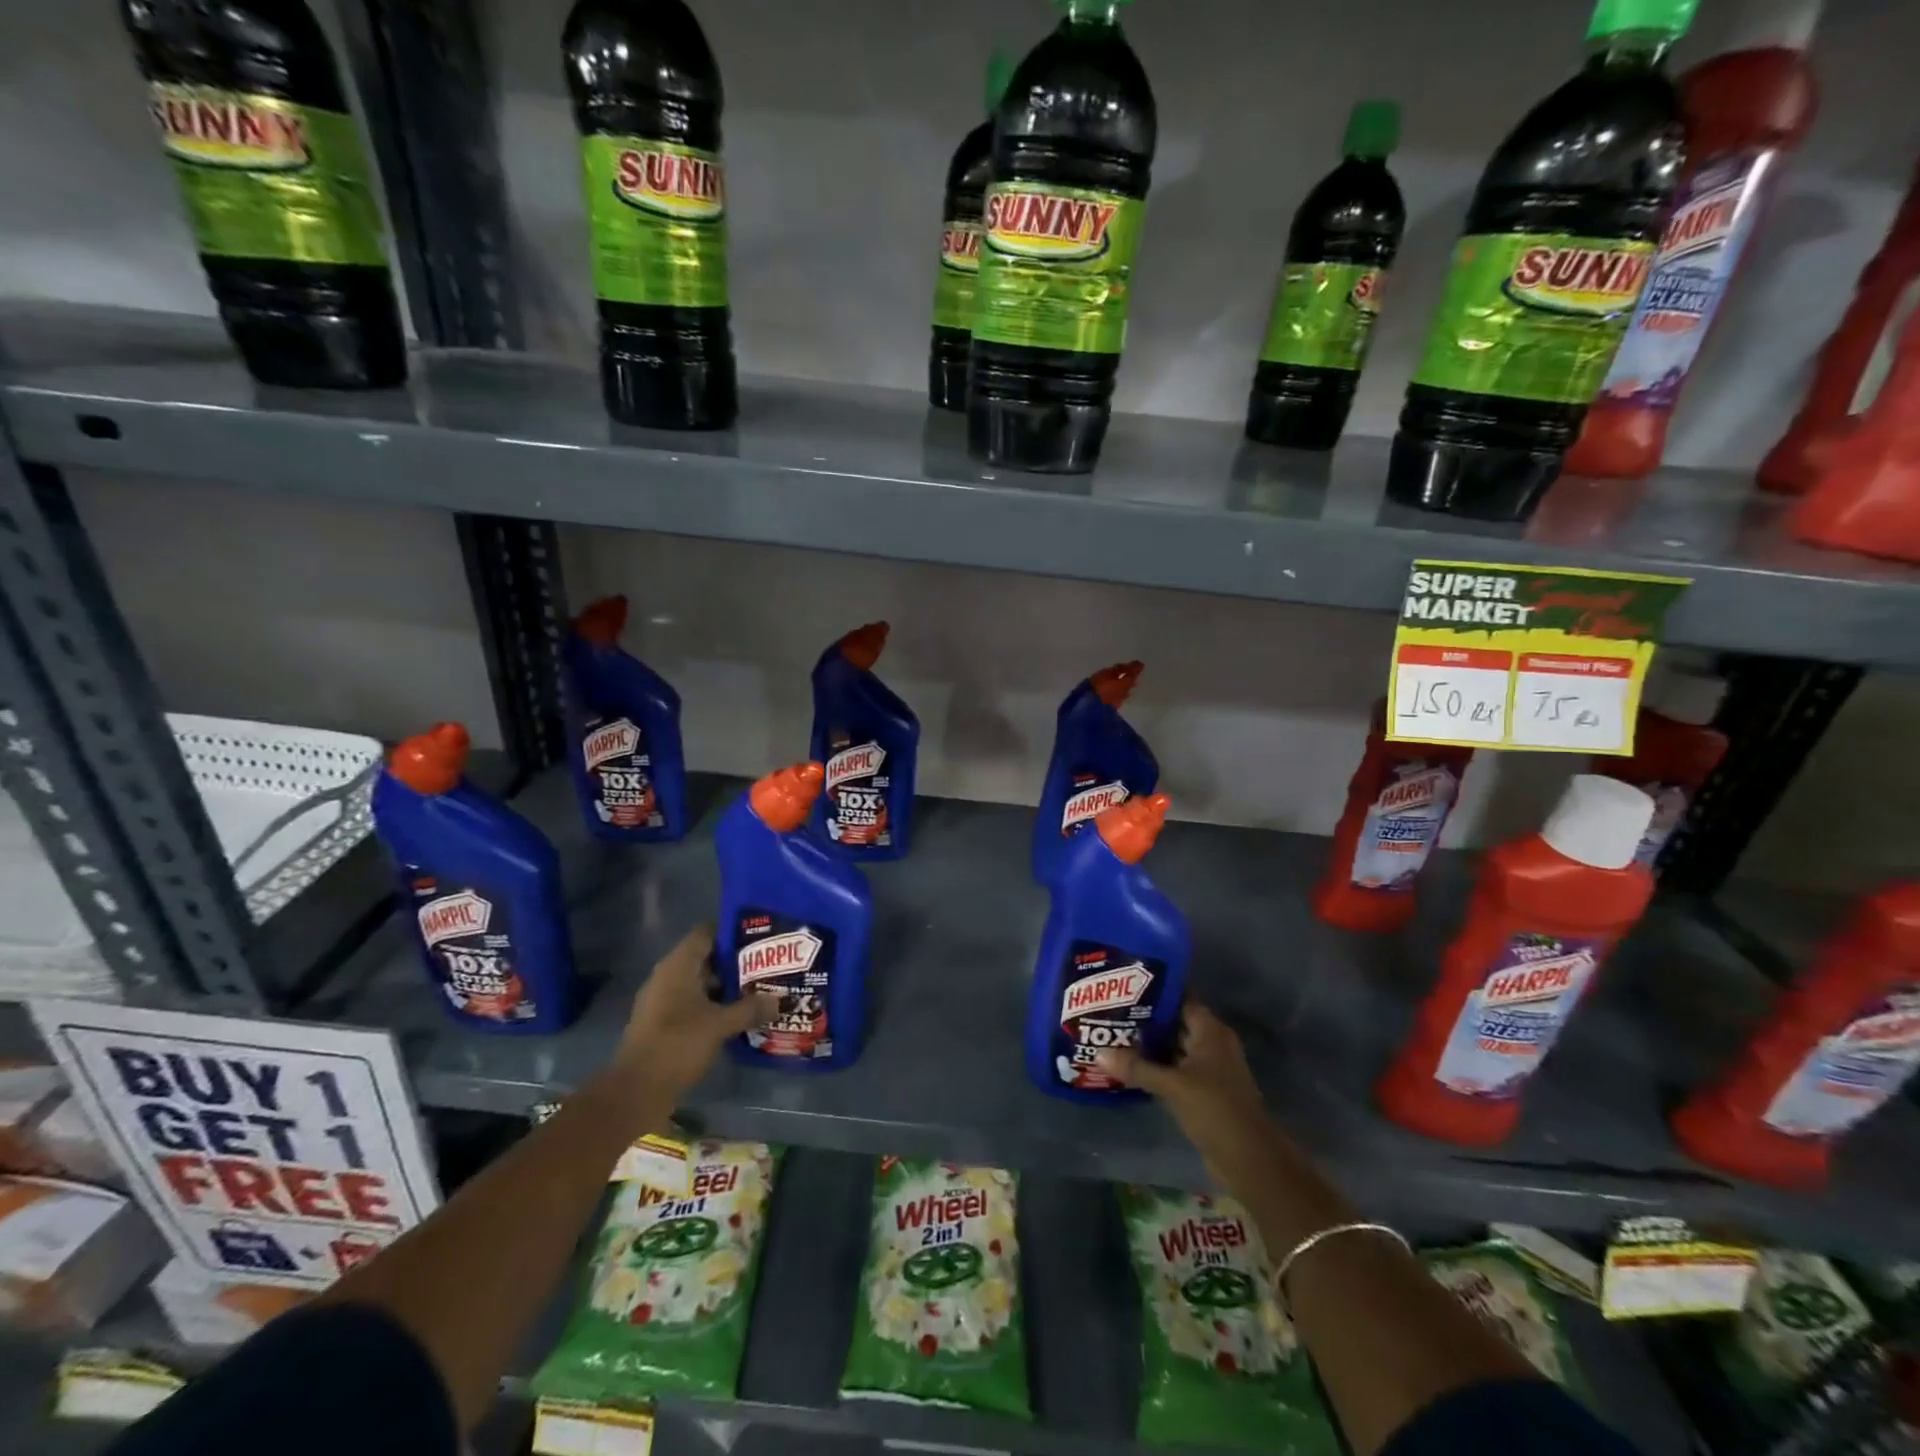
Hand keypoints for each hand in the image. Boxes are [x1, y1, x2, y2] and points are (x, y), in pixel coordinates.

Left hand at [612, 925, 768, 1097]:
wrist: (636, 1092)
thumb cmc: (677, 1045)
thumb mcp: (720, 1025)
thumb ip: (750, 1009)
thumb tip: (779, 1000)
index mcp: (678, 966)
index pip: (707, 933)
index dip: (733, 931)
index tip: (761, 936)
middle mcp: (668, 977)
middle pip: (706, 958)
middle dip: (736, 961)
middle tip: (768, 965)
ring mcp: (663, 1001)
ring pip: (701, 983)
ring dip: (727, 986)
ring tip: (760, 989)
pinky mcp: (663, 1023)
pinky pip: (694, 1004)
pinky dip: (714, 1006)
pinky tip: (738, 1015)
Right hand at [1095, 1002, 1280, 1184]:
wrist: (1249, 1160)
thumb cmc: (1215, 1109)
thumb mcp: (1172, 1086)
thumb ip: (1136, 1068)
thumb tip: (1098, 1054)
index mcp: (1211, 1031)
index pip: (1180, 997)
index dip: (1154, 990)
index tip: (1124, 984)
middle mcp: (1211, 1043)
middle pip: (1175, 1022)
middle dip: (1145, 1018)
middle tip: (1109, 1010)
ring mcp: (1208, 1068)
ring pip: (1172, 1047)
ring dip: (1148, 1045)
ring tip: (1112, 1034)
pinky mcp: (1202, 1091)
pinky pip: (1174, 1069)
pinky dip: (1155, 1066)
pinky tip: (1128, 1066)